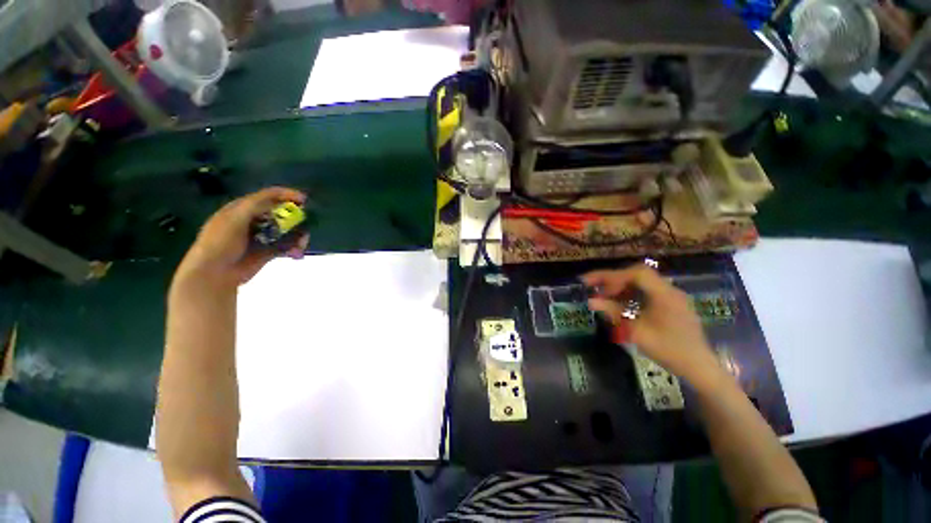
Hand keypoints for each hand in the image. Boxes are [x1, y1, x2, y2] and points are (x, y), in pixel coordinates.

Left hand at [175, 187, 308, 288]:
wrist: (213, 274)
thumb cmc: (220, 243)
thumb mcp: (234, 218)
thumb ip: (255, 205)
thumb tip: (280, 199)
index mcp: (243, 209)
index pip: (268, 196)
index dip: (287, 195)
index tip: (304, 200)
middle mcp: (254, 221)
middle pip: (280, 213)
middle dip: (296, 218)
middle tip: (307, 224)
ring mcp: (261, 237)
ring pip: (286, 231)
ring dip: (298, 236)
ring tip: (302, 244)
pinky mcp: (267, 252)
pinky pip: (286, 246)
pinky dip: (294, 248)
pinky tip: (297, 254)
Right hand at [581, 265, 721, 384]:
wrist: (700, 368)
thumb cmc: (669, 350)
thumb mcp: (637, 332)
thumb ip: (613, 313)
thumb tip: (591, 301)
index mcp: (665, 294)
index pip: (637, 273)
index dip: (614, 277)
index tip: (596, 286)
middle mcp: (670, 290)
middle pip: (638, 274)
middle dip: (614, 279)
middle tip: (593, 286)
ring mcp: (672, 297)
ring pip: (642, 282)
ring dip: (621, 285)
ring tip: (604, 295)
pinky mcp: (672, 305)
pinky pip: (648, 291)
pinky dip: (631, 293)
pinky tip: (621, 303)